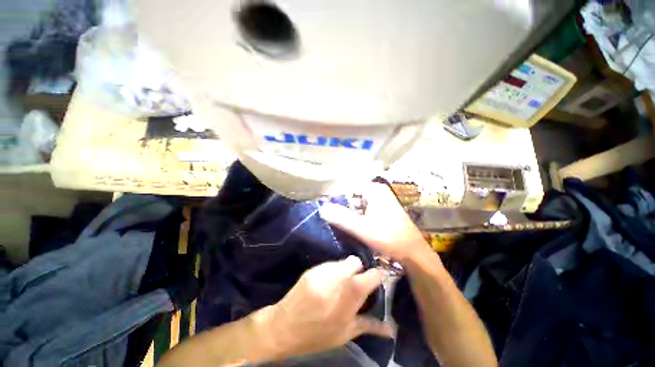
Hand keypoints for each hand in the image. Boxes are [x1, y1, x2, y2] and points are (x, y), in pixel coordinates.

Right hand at [255, 256, 392, 358]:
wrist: (288, 327)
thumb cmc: (300, 294)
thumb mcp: (315, 272)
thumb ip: (334, 266)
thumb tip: (350, 263)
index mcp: (339, 276)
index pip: (356, 262)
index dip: (357, 260)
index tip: (356, 262)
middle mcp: (350, 293)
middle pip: (368, 277)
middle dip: (370, 271)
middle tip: (371, 269)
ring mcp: (352, 313)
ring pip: (371, 296)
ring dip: (374, 289)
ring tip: (378, 283)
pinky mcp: (349, 331)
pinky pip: (368, 327)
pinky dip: (380, 327)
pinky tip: (391, 328)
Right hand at [319, 183, 431, 263]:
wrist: (413, 252)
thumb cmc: (390, 238)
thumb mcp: (362, 228)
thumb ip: (341, 218)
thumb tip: (322, 208)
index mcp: (374, 190)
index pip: (348, 188)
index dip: (336, 197)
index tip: (326, 207)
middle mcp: (378, 191)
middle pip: (353, 195)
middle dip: (341, 205)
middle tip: (329, 216)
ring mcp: (381, 200)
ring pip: (358, 203)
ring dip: (348, 211)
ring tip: (336, 221)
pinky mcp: (382, 209)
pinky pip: (363, 208)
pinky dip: (356, 215)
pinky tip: (350, 224)